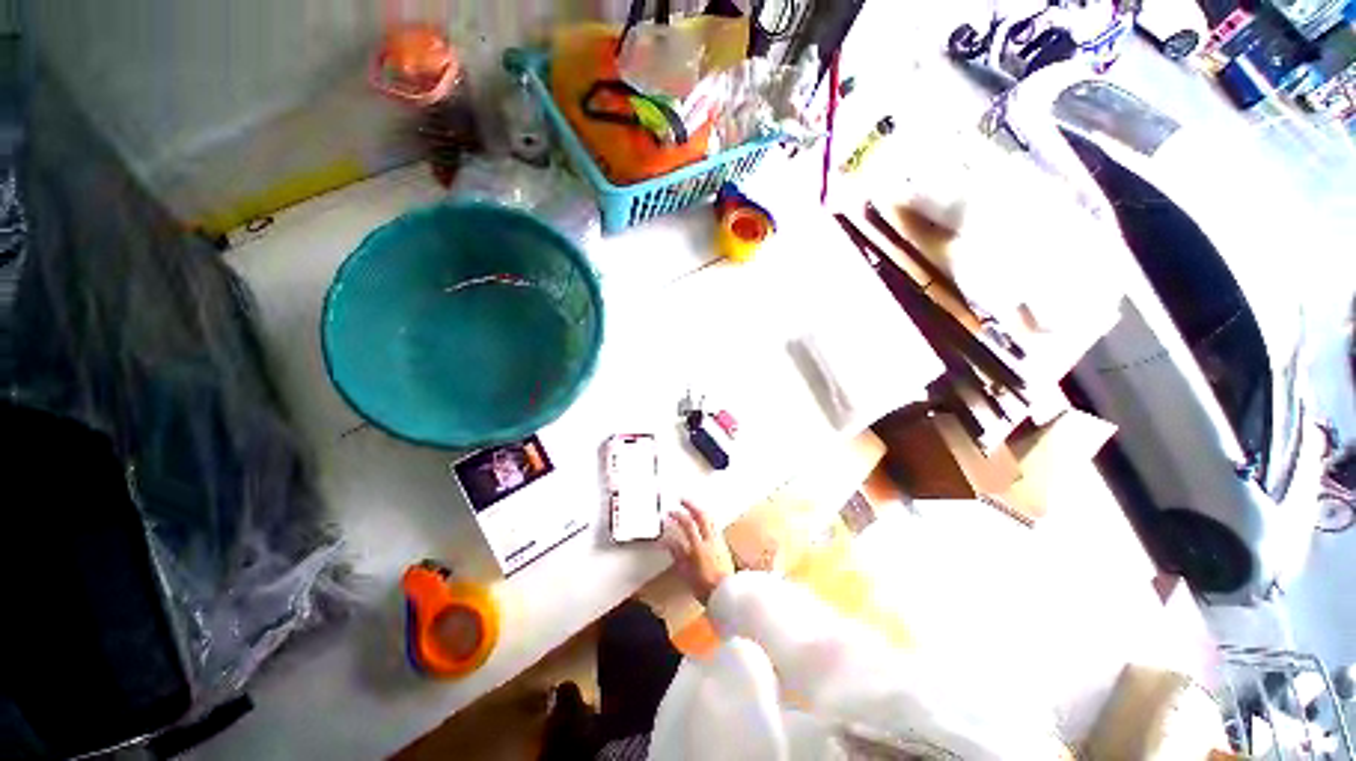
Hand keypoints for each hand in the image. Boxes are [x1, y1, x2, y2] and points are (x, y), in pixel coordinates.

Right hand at [661, 500, 734, 604]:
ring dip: (700, 510)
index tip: (669, 514)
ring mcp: (719, 541)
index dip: (677, 515)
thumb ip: (677, 553)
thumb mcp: (685, 572)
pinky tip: (704, 522)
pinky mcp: (724, 545)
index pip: (687, 523)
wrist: (727, 595)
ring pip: (710, 519)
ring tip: (693, 507)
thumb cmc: (706, 587)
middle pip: (701, 515)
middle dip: (691, 505)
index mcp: (699, 546)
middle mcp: (710, 540)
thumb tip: (667, 540)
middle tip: (682, 500)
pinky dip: (707, 520)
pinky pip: (714, 526)